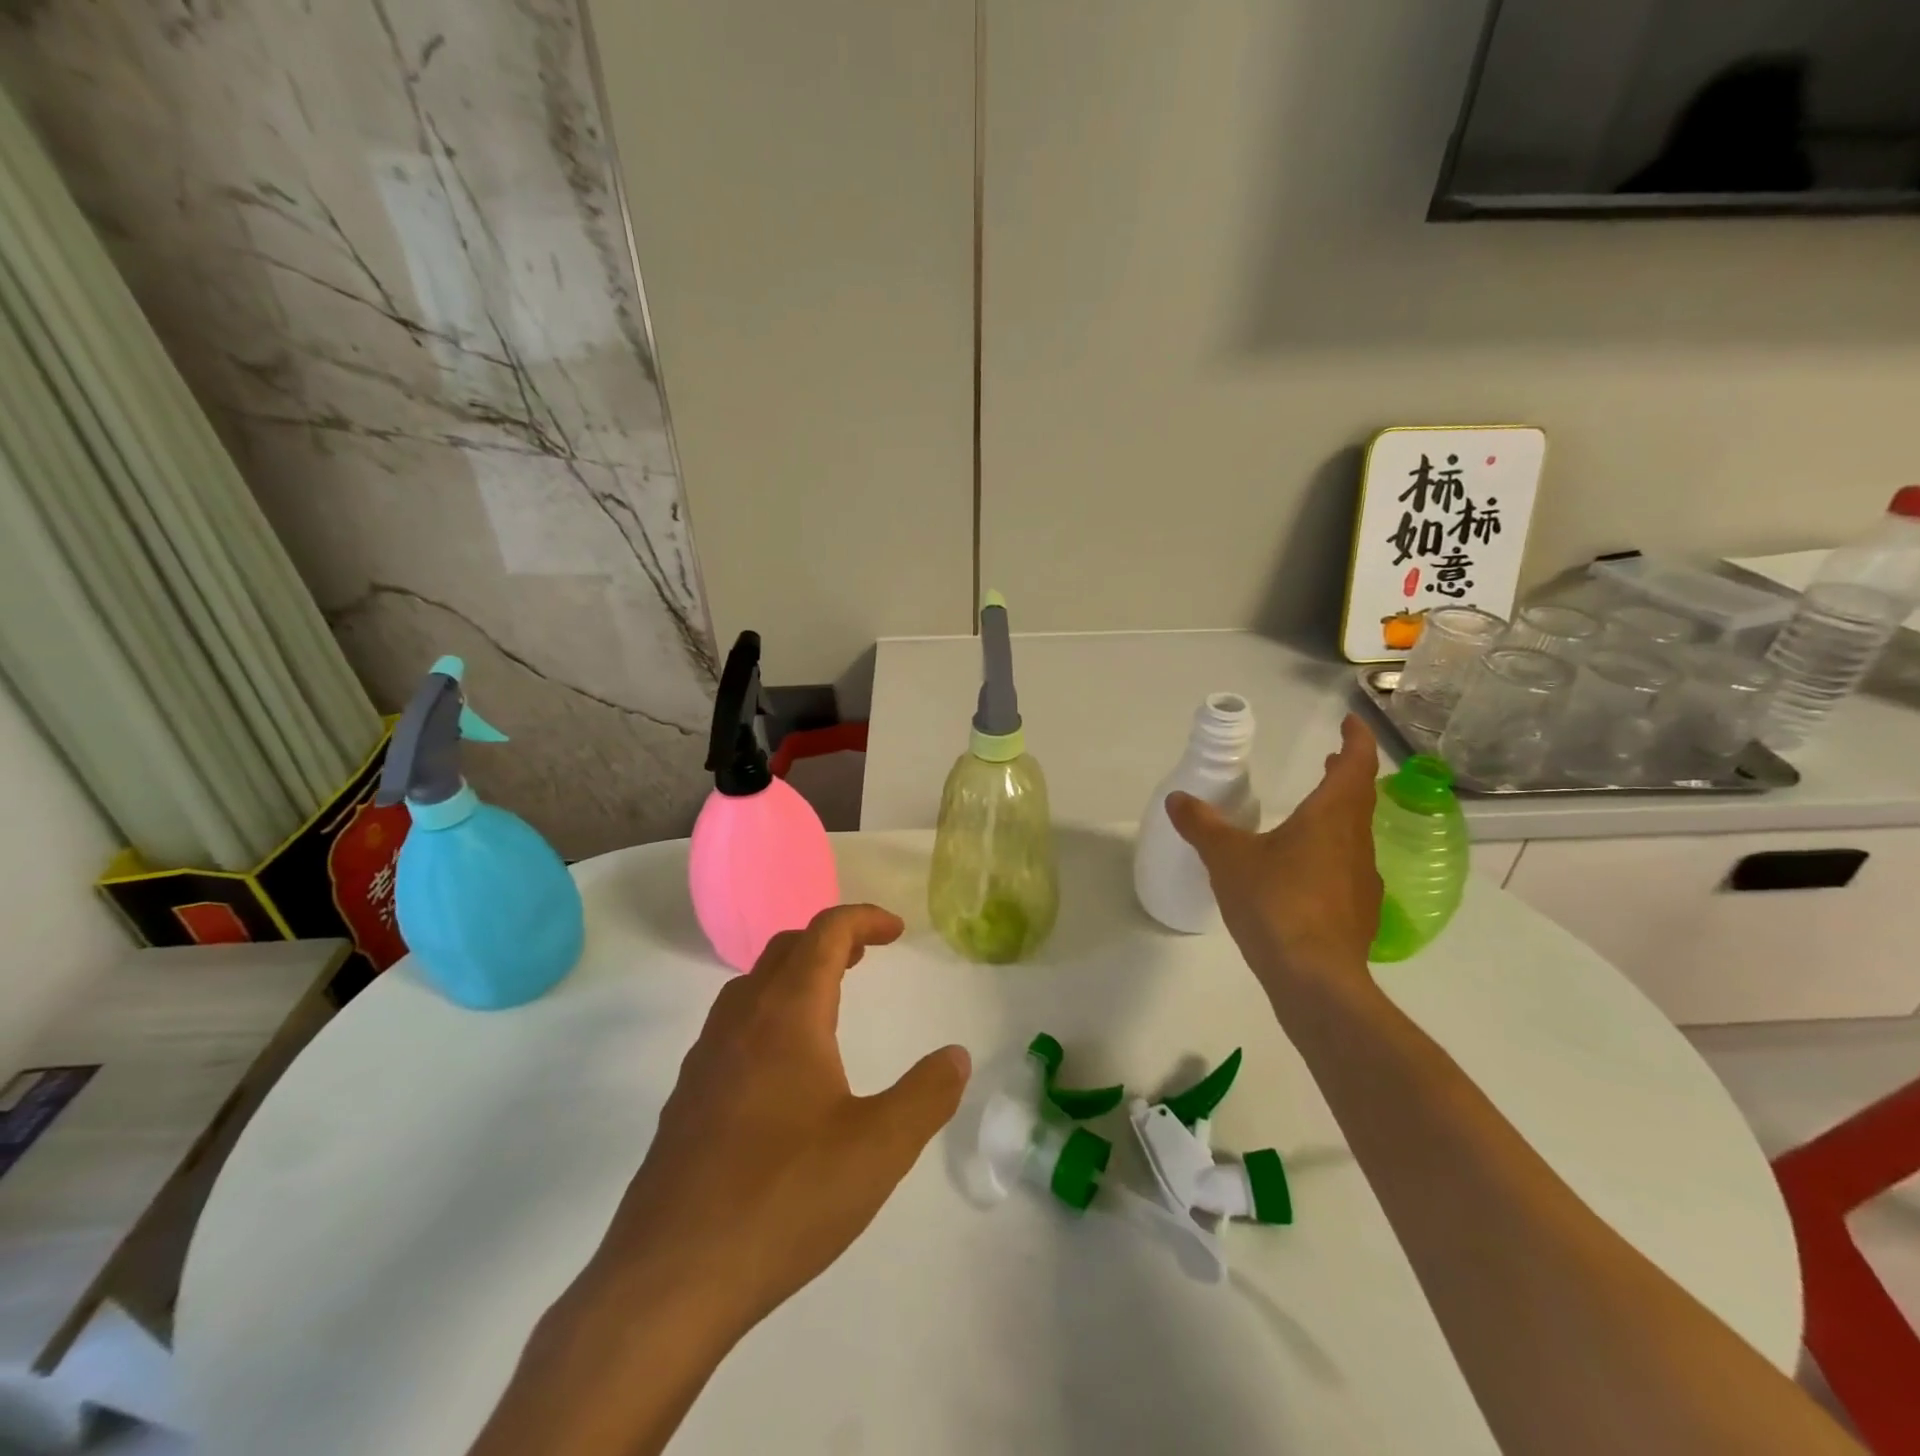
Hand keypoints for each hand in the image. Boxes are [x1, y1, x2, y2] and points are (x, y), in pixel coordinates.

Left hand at [600, 904, 970, 1340]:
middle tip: (866, 957)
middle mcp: (741, 1021)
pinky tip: (780, 1069)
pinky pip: (731, 1028)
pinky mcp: (686, 1099)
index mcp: (788, 1015)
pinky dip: (766, 1015)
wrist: (669, 1279)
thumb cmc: (785, 1198)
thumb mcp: (880, 1148)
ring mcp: (705, 1059)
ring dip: (794, 975)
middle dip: (830, 940)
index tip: (898, 931)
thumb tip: (956, 1056)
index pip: (826, 933)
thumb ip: (927, 1095)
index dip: (864, 919)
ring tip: (827, 1002)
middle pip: (785, 949)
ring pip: (751, 986)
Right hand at [1167, 713, 1382, 1009]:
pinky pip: (1347, 869)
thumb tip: (1178, 799)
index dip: (1355, 740)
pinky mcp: (1358, 913)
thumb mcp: (1227, 858)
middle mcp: (1355, 842)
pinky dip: (1331, 854)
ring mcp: (1362, 880)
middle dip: (1345, 774)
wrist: (1314, 978)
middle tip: (1329, 760)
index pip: (1355, 765)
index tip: (1349, 723)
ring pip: (1355, 834)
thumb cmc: (1274, 902)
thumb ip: (1202, 825)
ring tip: (1311, 813)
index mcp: (1330, 818)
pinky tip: (1304, 873)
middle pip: (1359, 798)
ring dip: (1339, 814)